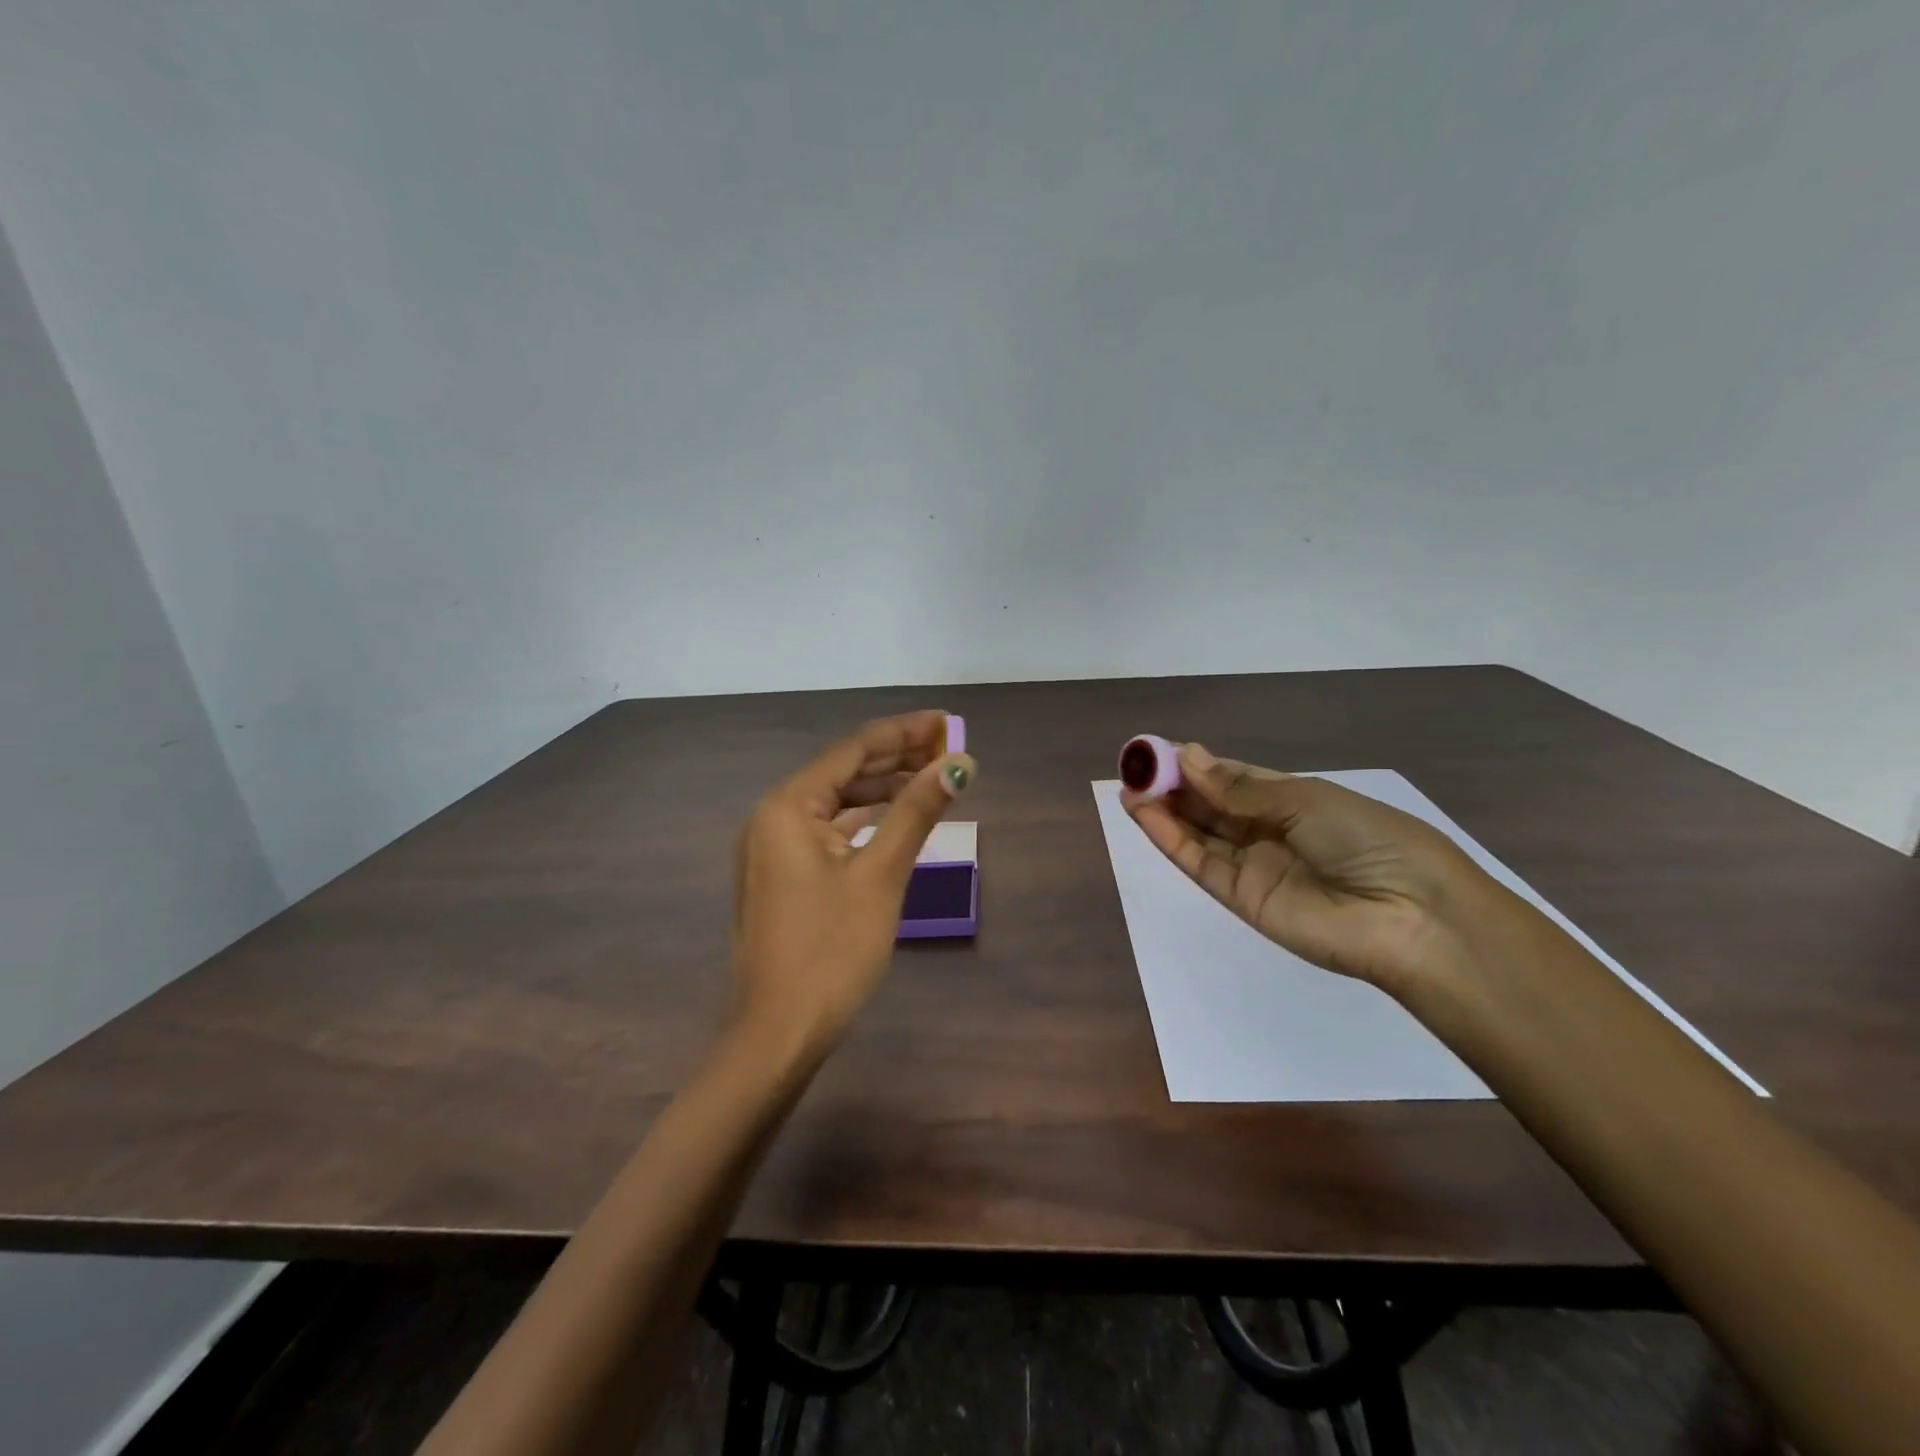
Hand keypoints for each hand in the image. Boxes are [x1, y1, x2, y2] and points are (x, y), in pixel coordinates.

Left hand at [731, 711, 975, 1058]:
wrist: (779, 1033)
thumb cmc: (832, 950)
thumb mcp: (881, 874)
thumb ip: (918, 811)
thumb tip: (959, 763)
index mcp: (788, 806)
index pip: (854, 750)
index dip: (903, 733)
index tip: (946, 721)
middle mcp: (773, 817)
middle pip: (843, 772)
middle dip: (896, 758)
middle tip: (948, 748)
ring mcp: (773, 849)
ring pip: (836, 803)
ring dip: (882, 789)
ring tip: (931, 777)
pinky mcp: (782, 876)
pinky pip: (828, 831)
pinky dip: (864, 822)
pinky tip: (895, 819)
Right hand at [1125, 744, 1499, 998]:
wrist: (1409, 916)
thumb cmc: (1368, 839)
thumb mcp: (1304, 799)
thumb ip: (1239, 789)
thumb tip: (1189, 756)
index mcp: (1294, 800)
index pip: (1234, 778)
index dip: (1198, 764)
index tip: (1161, 750)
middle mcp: (1269, 831)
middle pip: (1211, 805)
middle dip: (1174, 784)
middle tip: (1135, 765)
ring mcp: (1253, 866)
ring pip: (1199, 832)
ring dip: (1163, 809)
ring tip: (1129, 784)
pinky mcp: (1239, 897)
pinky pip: (1198, 862)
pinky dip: (1169, 838)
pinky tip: (1143, 813)